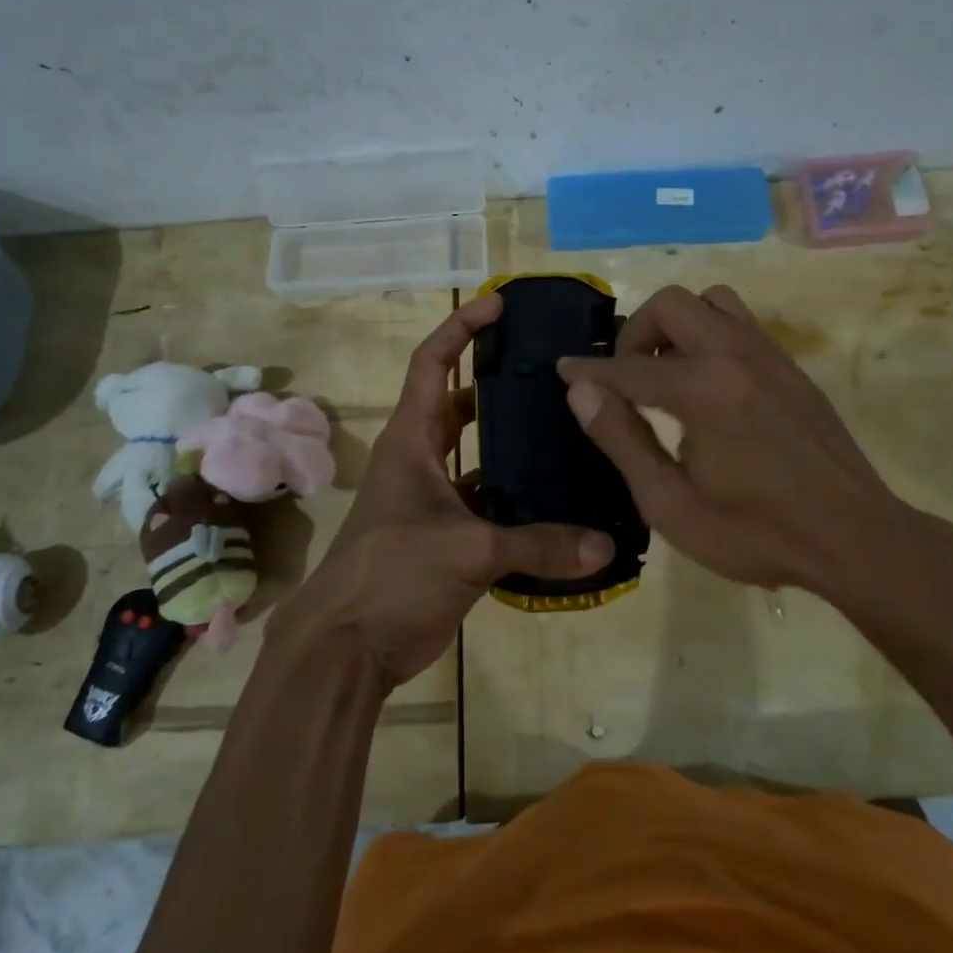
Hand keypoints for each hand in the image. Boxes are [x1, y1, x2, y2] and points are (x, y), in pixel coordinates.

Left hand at [273, 294, 614, 688]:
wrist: (347, 647)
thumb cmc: (392, 574)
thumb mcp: (467, 551)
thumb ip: (538, 544)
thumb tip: (605, 545)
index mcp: (412, 441)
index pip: (432, 364)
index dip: (462, 329)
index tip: (499, 305)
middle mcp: (421, 461)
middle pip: (461, 406)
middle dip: (499, 384)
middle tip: (553, 374)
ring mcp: (433, 500)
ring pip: (478, 458)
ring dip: (513, 448)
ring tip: (568, 433)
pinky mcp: (446, 538)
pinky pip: (488, 506)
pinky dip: (517, 503)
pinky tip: (559, 504)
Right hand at [558, 284, 935, 604]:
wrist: (855, 539)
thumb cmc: (756, 533)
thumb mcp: (672, 504)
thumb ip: (623, 441)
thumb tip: (582, 392)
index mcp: (704, 389)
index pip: (628, 367)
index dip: (589, 370)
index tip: (563, 369)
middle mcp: (736, 355)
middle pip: (671, 305)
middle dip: (635, 334)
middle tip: (625, 380)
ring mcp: (770, 355)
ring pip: (711, 302)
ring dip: (677, 326)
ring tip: (667, 374)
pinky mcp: (791, 367)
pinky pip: (740, 323)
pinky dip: (709, 335)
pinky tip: (708, 385)